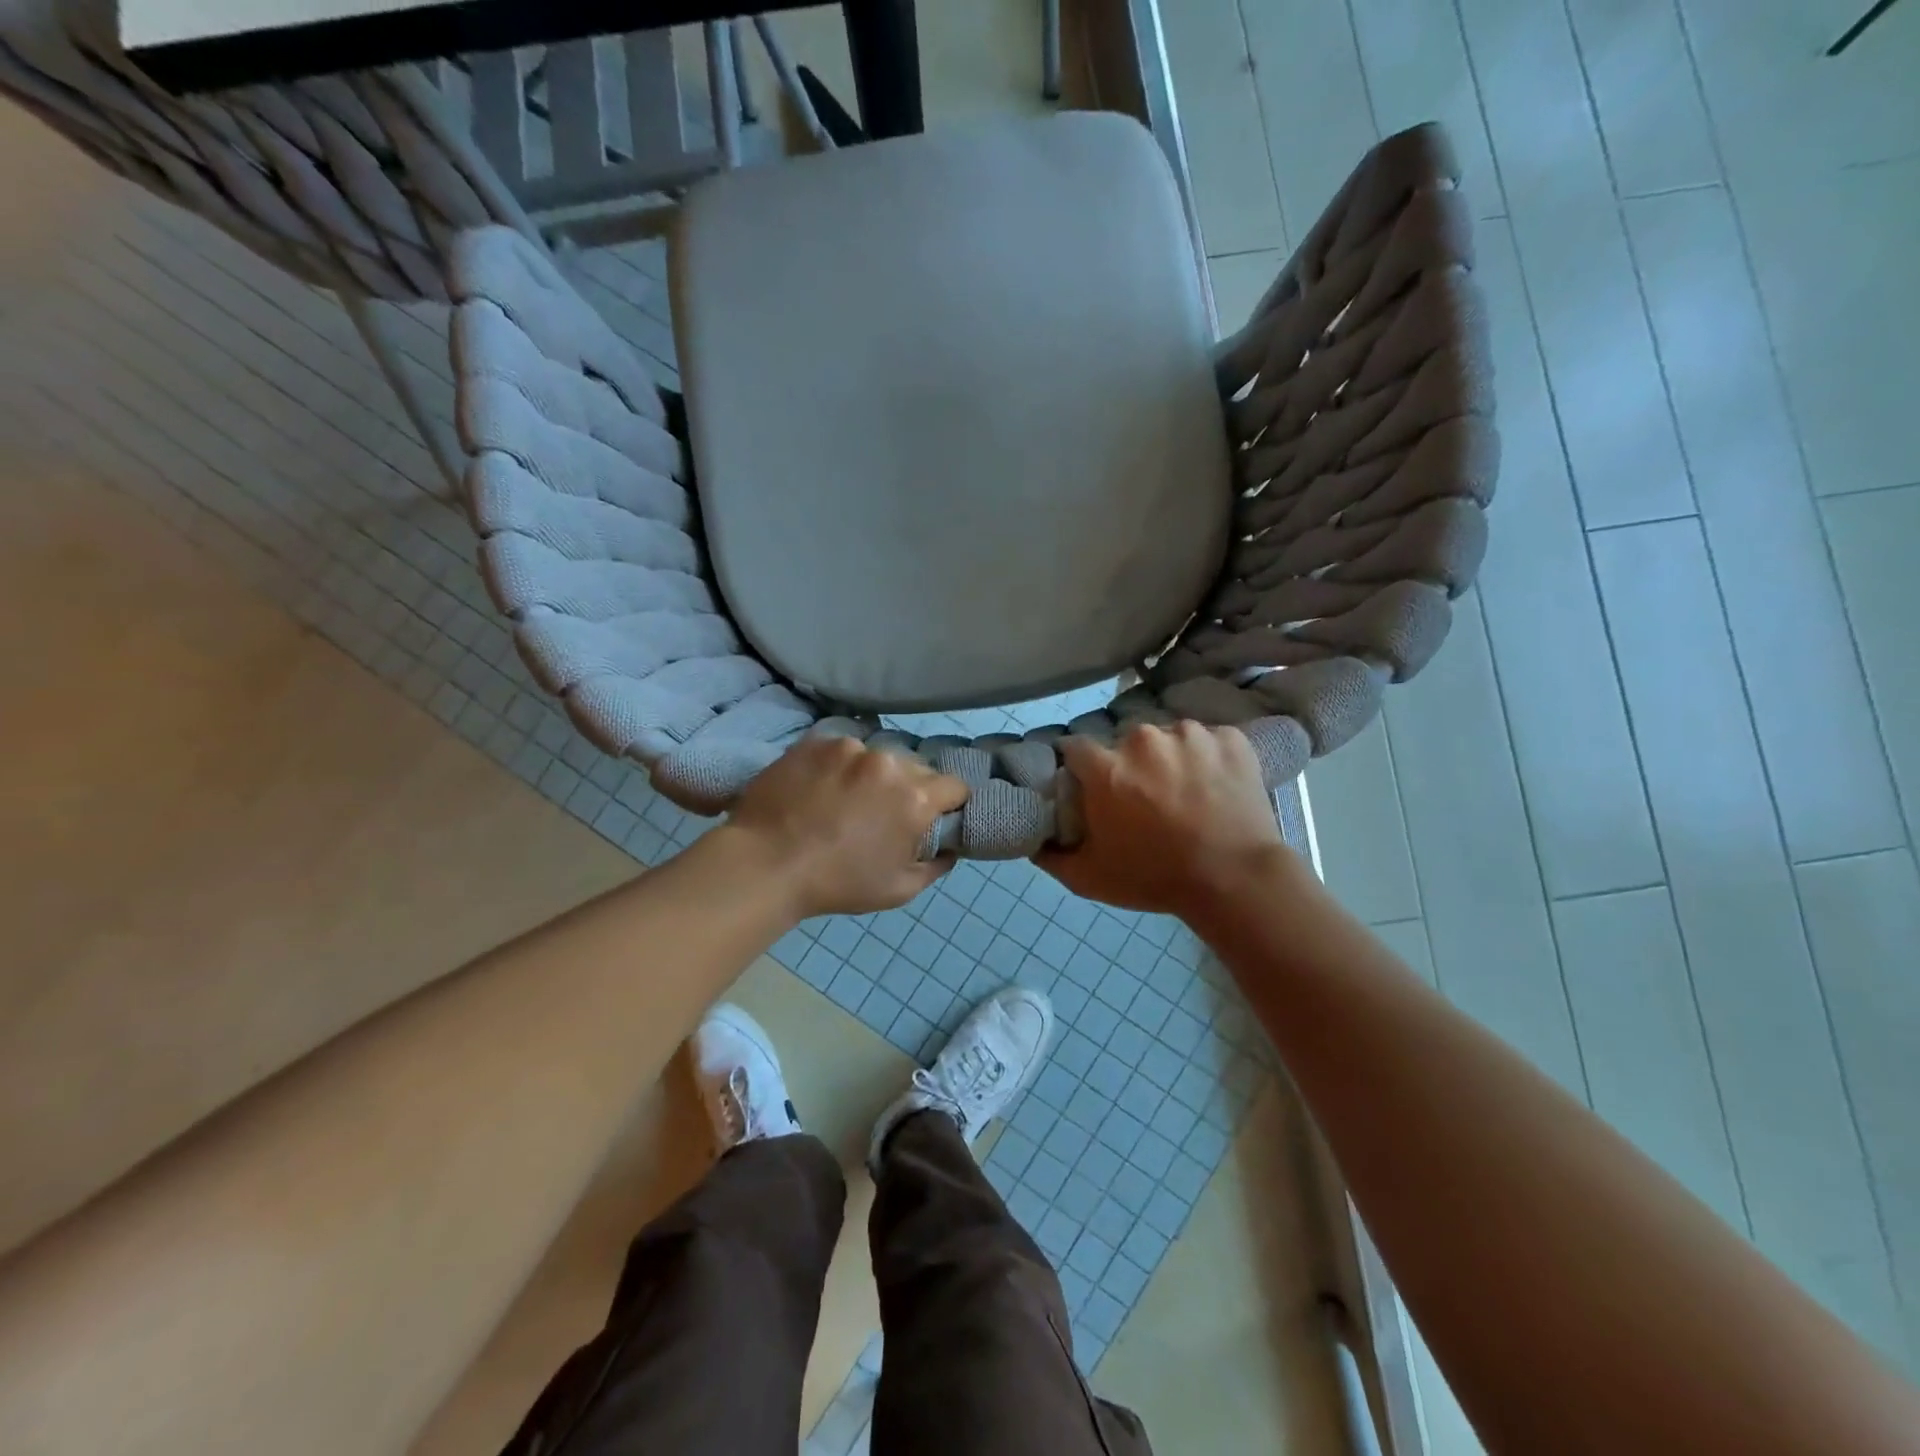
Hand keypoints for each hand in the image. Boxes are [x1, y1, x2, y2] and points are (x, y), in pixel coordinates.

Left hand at [725, 736, 968, 918]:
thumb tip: (950, 849)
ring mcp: (850, 748)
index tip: (934, 817)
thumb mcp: (898, 890)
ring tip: (846, 799)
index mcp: (915, 798)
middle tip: (884, 813)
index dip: (949, 803)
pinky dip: (838, 766)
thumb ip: (936, 866)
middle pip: (917, 768)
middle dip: (910, 788)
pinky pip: (841, 750)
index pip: (955, 786)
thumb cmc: (837, 883)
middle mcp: (889, 763)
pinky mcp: (816, 742)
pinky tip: (820, 788)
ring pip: (877, 757)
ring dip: (873, 775)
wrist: (766, 864)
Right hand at [1038, 722, 1299, 919]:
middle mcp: (1143, 739)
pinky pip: (1210, 740)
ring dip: (1171, 758)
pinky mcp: (1230, 738)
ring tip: (1186, 793)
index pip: (1076, 749)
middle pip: (1126, 743)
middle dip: (1129, 764)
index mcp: (1106, 767)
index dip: (1081, 768)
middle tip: (1144, 798)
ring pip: (1169, 738)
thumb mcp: (1089, 878)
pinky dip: (1210, 758)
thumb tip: (1034, 840)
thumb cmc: (1155, 878)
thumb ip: (1051, 856)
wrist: (1235, 880)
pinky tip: (1216, 785)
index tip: (1090, 786)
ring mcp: (1190, 734)